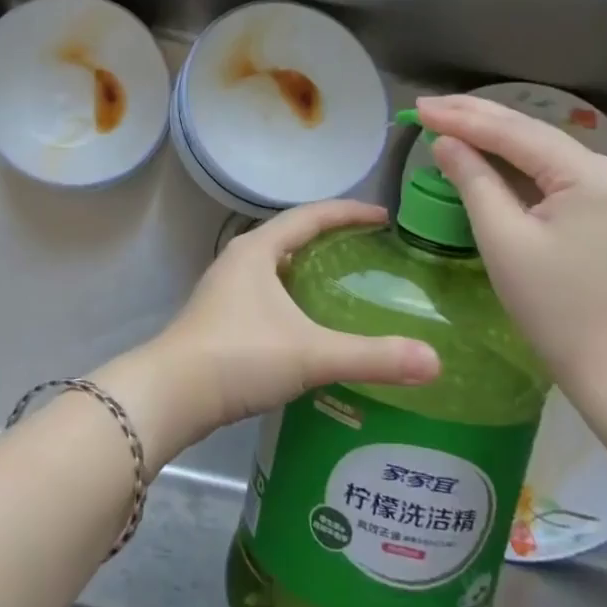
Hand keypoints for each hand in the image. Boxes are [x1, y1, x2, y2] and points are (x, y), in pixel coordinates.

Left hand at [99, 200, 440, 471]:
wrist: (171, 394)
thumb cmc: (239, 356)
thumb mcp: (311, 353)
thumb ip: (372, 357)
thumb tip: (434, 361)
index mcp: (258, 249)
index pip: (310, 216)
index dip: (348, 212)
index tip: (384, 216)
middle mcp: (240, 259)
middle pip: (292, 235)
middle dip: (330, 235)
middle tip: (371, 248)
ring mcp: (226, 288)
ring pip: (277, 264)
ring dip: (309, 265)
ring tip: (346, 279)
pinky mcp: (220, 316)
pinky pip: (266, 290)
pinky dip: (294, 292)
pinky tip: (309, 321)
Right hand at [416, 94, 606, 396]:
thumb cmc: (556, 307)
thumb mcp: (503, 238)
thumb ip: (473, 180)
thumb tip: (445, 143)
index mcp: (587, 174)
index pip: (513, 133)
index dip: (461, 118)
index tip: (418, 109)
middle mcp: (605, 170)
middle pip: (529, 133)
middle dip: (474, 118)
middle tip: (425, 108)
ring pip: (538, 150)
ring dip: (491, 135)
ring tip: (445, 119)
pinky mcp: (602, 209)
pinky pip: (548, 172)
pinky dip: (511, 161)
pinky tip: (483, 151)